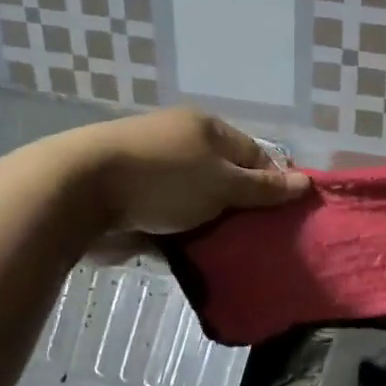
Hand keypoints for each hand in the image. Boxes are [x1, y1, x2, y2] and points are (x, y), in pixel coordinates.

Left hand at [68, 108, 310, 234]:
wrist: (79, 192)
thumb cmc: (164, 180)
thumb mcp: (223, 184)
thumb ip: (264, 188)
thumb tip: (306, 182)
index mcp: (206, 129)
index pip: (255, 154)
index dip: (273, 183)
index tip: (285, 217)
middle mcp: (181, 143)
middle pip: (226, 179)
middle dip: (242, 209)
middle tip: (261, 240)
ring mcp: (154, 170)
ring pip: (198, 202)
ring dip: (212, 226)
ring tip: (232, 253)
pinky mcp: (131, 197)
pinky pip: (170, 218)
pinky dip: (182, 235)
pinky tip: (196, 257)